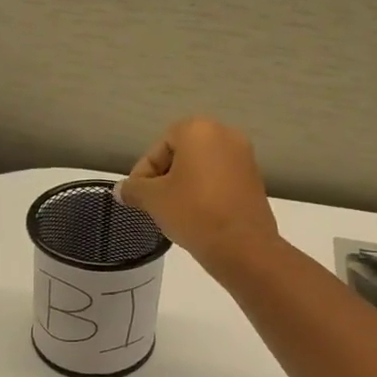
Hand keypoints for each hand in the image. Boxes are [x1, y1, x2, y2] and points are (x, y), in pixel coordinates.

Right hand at [116, 117, 279, 278]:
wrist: (243, 247)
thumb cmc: (194, 212)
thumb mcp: (153, 200)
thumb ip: (133, 189)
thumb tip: (121, 189)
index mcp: (199, 129)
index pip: (159, 147)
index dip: (143, 172)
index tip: (137, 197)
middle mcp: (226, 134)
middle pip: (182, 155)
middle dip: (164, 178)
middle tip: (153, 204)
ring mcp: (245, 158)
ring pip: (202, 169)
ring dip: (184, 187)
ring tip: (173, 214)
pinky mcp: (255, 180)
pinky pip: (220, 181)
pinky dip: (205, 194)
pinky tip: (197, 217)